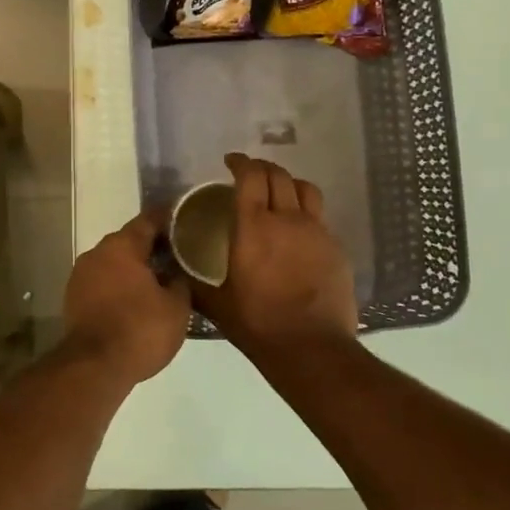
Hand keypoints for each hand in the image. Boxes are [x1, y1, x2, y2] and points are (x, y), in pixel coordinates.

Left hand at [59, 211, 191, 385]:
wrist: (94, 367)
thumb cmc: (140, 329)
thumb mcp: (176, 307)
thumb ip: (180, 281)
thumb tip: (177, 272)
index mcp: (122, 246)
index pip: (148, 220)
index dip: (169, 218)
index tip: (186, 219)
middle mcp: (97, 253)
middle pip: (129, 241)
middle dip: (152, 247)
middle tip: (177, 254)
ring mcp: (81, 276)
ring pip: (114, 263)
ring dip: (134, 269)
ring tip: (160, 279)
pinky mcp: (74, 299)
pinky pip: (103, 283)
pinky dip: (119, 286)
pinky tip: (136, 299)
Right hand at [193, 153, 358, 354]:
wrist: (311, 347)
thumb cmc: (258, 323)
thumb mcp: (217, 304)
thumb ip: (195, 282)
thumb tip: (174, 272)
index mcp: (253, 226)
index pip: (250, 176)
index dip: (240, 162)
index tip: (231, 162)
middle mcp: (286, 219)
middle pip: (278, 175)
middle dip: (262, 167)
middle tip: (250, 174)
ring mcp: (316, 231)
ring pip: (305, 189)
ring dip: (288, 183)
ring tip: (279, 192)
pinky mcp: (336, 248)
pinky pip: (320, 217)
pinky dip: (306, 212)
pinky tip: (298, 230)